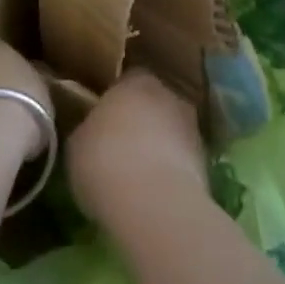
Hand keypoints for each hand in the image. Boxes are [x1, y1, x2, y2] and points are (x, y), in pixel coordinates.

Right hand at [68, 71, 207, 230]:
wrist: (153, 203)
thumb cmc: (105, 161)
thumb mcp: (77, 143)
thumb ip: (89, 129)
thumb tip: (94, 132)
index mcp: (135, 80)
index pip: (127, 81)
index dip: (116, 101)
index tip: (103, 122)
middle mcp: (168, 94)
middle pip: (153, 104)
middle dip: (142, 122)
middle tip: (121, 147)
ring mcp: (192, 127)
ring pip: (171, 132)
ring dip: (160, 147)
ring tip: (139, 176)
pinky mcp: (207, 163)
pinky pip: (182, 161)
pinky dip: (171, 173)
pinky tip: (154, 194)